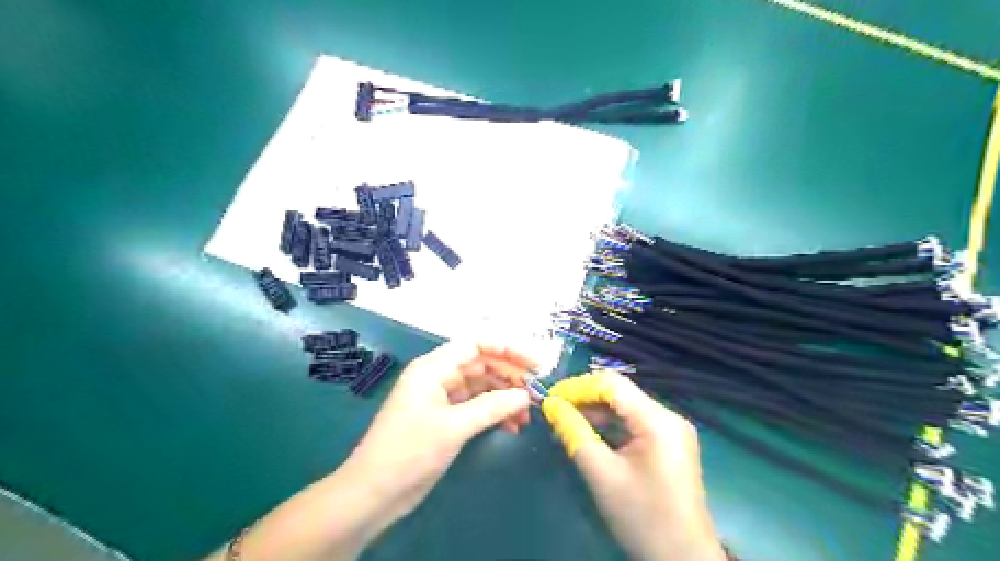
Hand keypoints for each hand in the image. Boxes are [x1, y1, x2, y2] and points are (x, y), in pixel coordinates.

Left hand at [346, 342, 534, 525]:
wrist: (374, 493)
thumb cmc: (409, 452)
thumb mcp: (453, 427)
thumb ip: (491, 407)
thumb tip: (525, 395)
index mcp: (433, 368)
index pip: (476, 345)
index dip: (507, 350)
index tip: (534, 365)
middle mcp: (438, 377)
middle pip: (481, 365)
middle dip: (509, 376)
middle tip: (536, 393)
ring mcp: (441, 398)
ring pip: (481, 387)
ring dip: (504, 397)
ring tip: (527, 414)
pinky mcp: (444, 418)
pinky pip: (475, 406)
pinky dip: (494, 412)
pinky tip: (512, 426)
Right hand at [545, 372, 723, 560]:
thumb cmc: (642, 517)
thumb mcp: (601, 474)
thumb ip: (574, 434)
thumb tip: (550, 406)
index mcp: (657, 420)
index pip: (612, 384)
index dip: (578, 387)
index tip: (550, 398)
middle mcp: (668, 417)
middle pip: (620, 394)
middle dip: (585, 400)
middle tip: (554, 412)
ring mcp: (671, 431)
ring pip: (625, 409)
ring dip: (595, 414)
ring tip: (565, 424)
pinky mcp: (668, 445)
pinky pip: (634, 425)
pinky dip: (610, 428)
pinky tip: (588, 435)